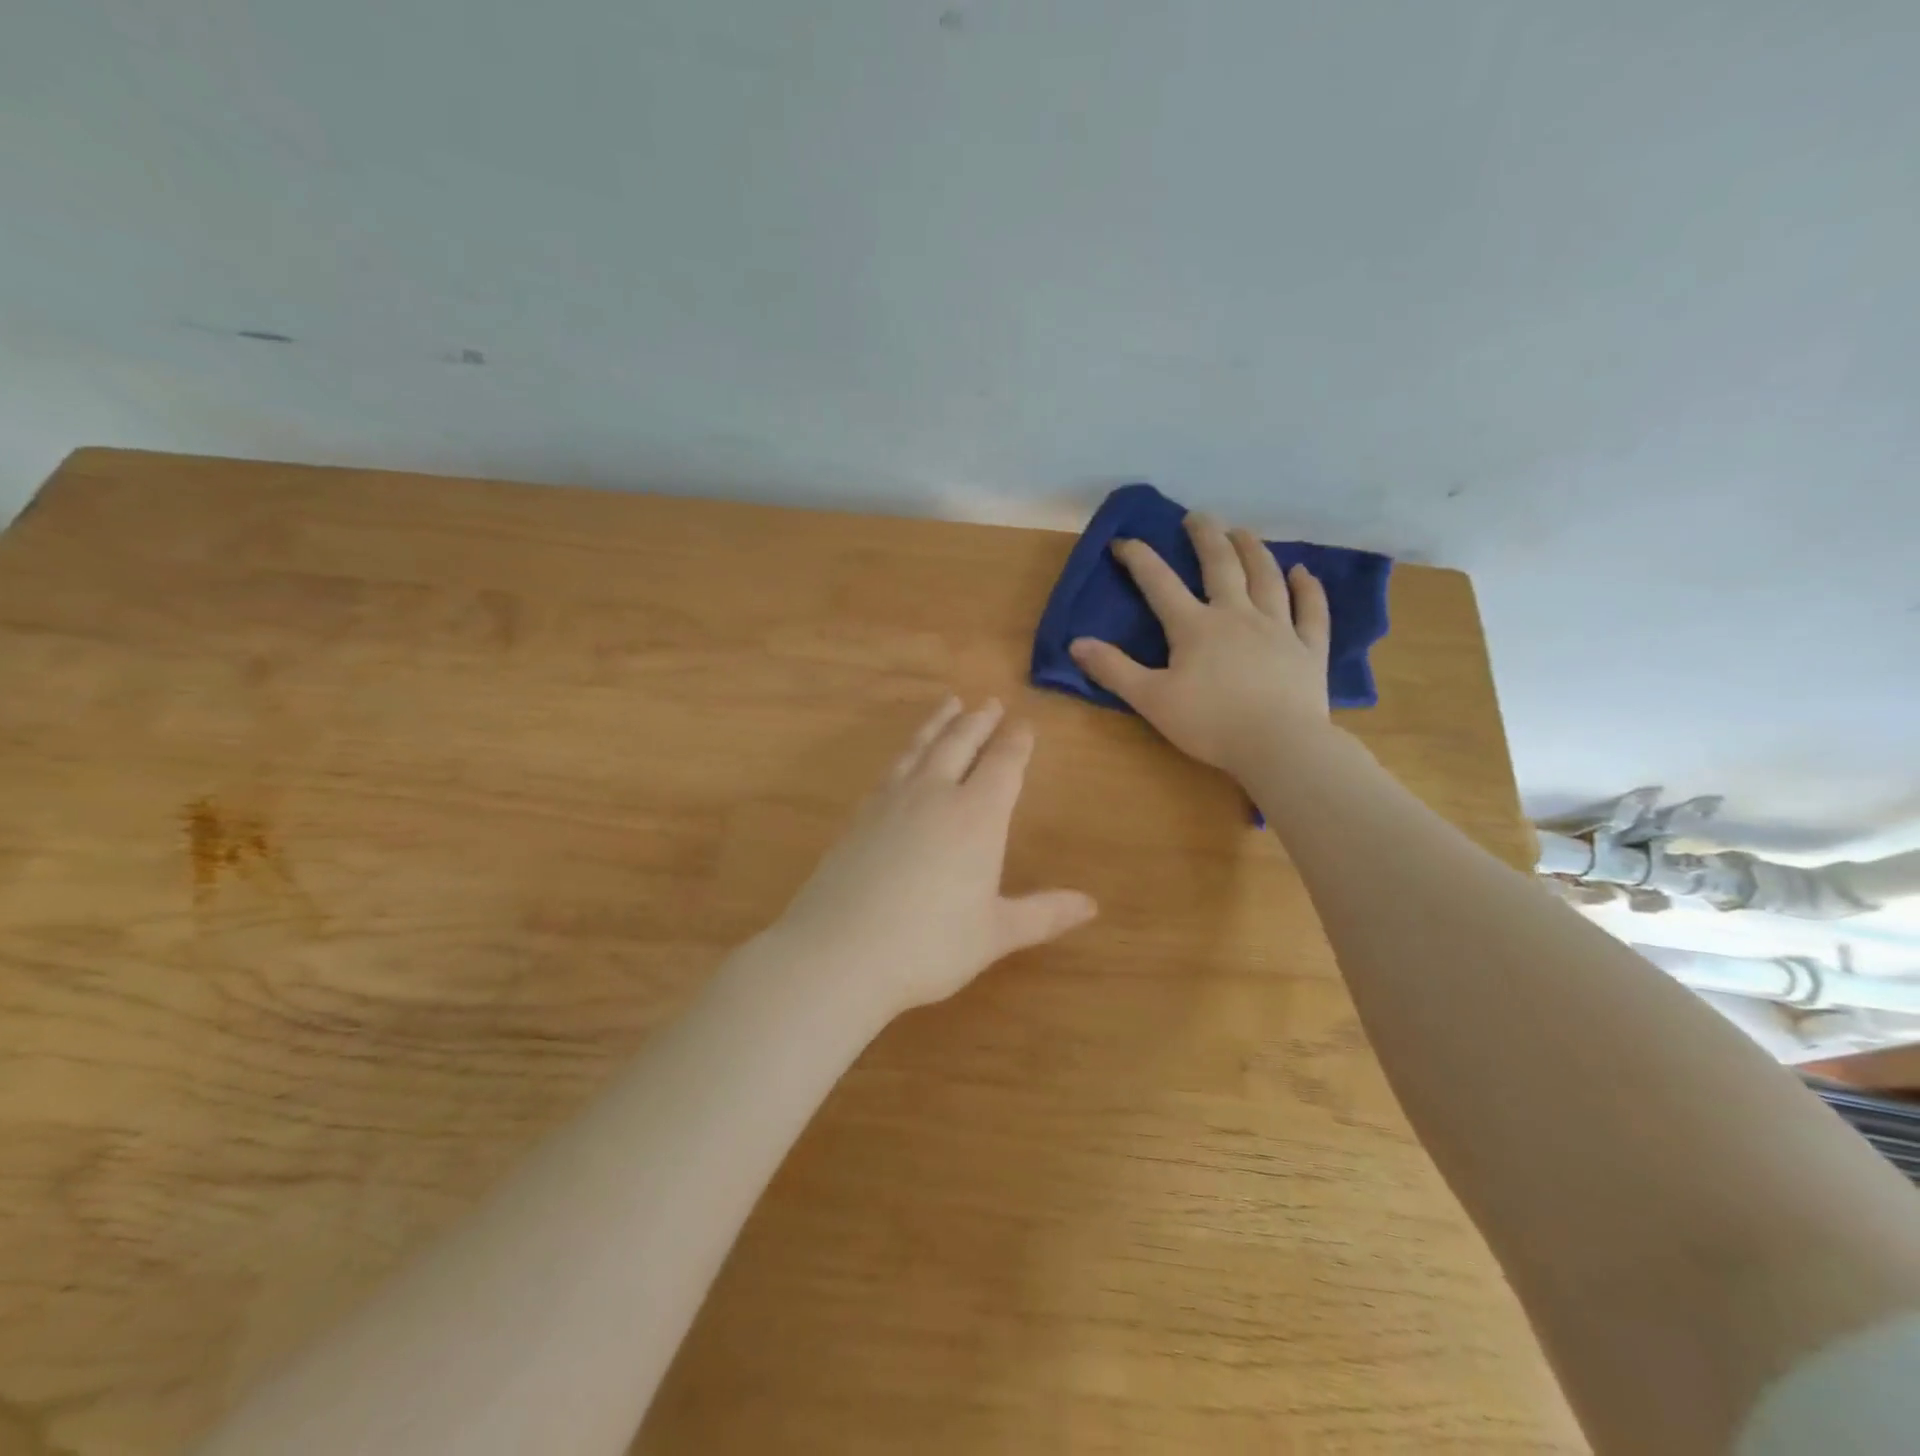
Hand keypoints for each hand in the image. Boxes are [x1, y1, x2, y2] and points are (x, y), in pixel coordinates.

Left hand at [766, 697, 1096, 1020]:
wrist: (839, 952)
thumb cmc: (929, 946)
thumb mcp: (995, 934)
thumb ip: (1044, 914)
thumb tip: (1091, 905)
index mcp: (977, 816)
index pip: (1003, 764)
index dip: (1016, 741)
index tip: (1024, 724)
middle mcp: (935, 795)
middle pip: (960, 743)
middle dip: (978, 721)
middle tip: (988, 702)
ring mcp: (891, 801)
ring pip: (921, 747)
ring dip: (939, 723)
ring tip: (949, 704)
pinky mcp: (859, 816)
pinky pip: (891, 769)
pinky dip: (906, 752)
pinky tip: (904, 759)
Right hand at [1068, 512, 1333, 778]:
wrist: (1279, 746)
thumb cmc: (1210, 724)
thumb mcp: (1150, 699)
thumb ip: (1114, 670)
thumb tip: (1076, 643)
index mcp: (1195, 627)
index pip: (1160, 583)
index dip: (1138, 558)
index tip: (1122, 542)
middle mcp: (1237, 615)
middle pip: (1221, 565)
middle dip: (1206, 537)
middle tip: (1197, 517)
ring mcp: (1278, 628)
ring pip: (1266, 577)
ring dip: (1253, 550)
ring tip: (1242, 532)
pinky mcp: (1308, 648)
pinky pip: (1311, 611)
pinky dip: (1308, 589)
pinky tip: (1303, 572)